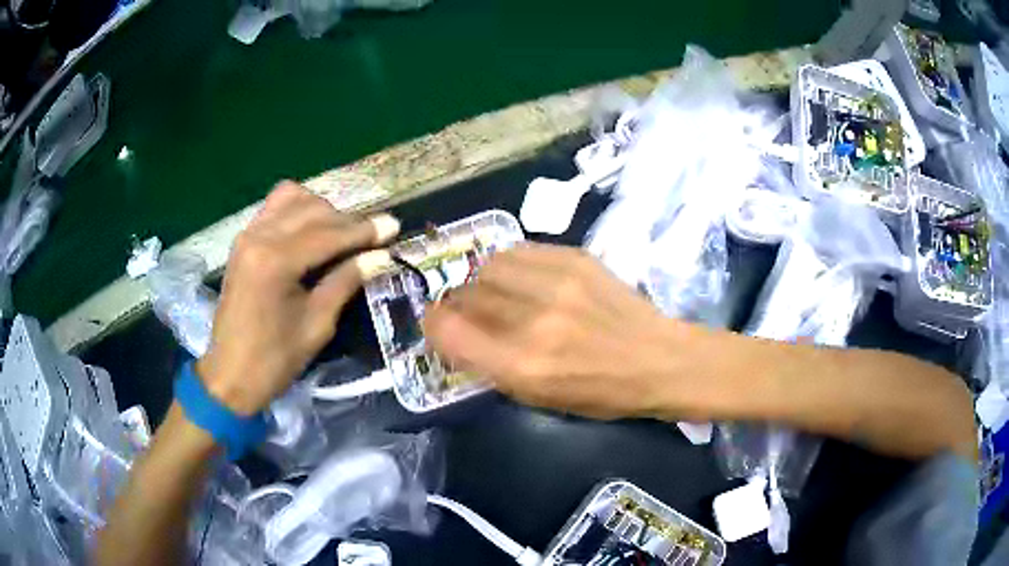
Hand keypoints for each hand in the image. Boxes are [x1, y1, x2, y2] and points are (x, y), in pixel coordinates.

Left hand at [197, 182, 398, 414]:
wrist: (230, 374)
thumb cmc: (275, 358)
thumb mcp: (317, 324)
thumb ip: (346, 280)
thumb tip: (381, 256)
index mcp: (276, 261)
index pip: (328, 233)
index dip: (364, 229)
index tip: (394, 226)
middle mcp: (259, 236)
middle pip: (312, 209)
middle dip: (346, 219)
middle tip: (372, 237)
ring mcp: (247, 235)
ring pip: (292, 198)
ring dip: (321, 210)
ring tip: (339, 234)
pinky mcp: (242, 241)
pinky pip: (274, 208)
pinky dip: (297, 211)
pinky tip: (311, 232)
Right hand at [423, 244, 702, 418]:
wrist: (659, 358)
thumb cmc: (601, 393)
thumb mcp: (540, 398)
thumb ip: (492, 366)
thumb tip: (456, 334)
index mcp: (523, 367)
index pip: (448, 331)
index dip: (432, 325)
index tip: (435, 325)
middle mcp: (534, 321)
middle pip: (466, 296)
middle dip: (457, 305)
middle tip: (468, 312)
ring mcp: (557, 284)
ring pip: (489, 267)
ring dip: (482, 281)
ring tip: (497, 292)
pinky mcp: (576, 258)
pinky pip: (520, 251)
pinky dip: (510, 265)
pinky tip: (522, 278)